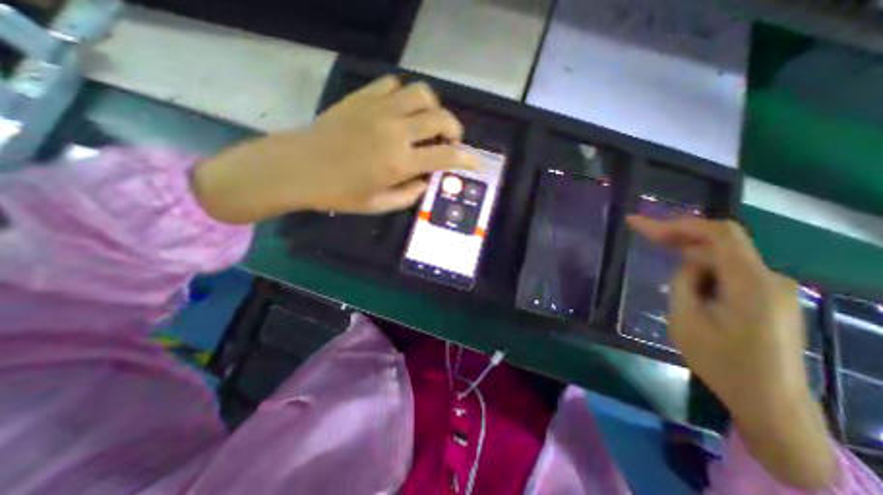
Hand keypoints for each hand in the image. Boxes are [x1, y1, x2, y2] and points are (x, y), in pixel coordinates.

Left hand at [188, 76, 472, 221]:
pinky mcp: (363, 97)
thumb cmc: (339, 193)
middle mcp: (395, 131)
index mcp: (400, 162)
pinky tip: (400, 110)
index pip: (445, 156)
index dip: (466, 159)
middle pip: (440, 118)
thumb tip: (425, 182)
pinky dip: (405, 96)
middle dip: (454, 129)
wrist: (298, 167)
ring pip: (422, 93)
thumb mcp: (378, 205)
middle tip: (450, 140)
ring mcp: (379, 109)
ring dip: (433, 107)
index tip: (475, 162)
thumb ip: (408, 195)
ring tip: (428, 121)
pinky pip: (394, 84)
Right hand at [624, 217, 836, 490]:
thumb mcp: (686, 320)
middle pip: (718, 242)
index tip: (640, 224)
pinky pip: (729, 272)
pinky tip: (689, 288)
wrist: (770, 402)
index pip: (718, 234)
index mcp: (750, 283)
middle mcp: (768, 278)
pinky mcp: (768, 297)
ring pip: (721, 258)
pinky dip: (702, 271)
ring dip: (689, 260)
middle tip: (640, 232)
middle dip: (677, 236)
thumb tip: (688, 263)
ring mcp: (772, 287)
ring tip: (670, 278)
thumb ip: (684, 283)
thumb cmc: (722, 362)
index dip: (677, 223)